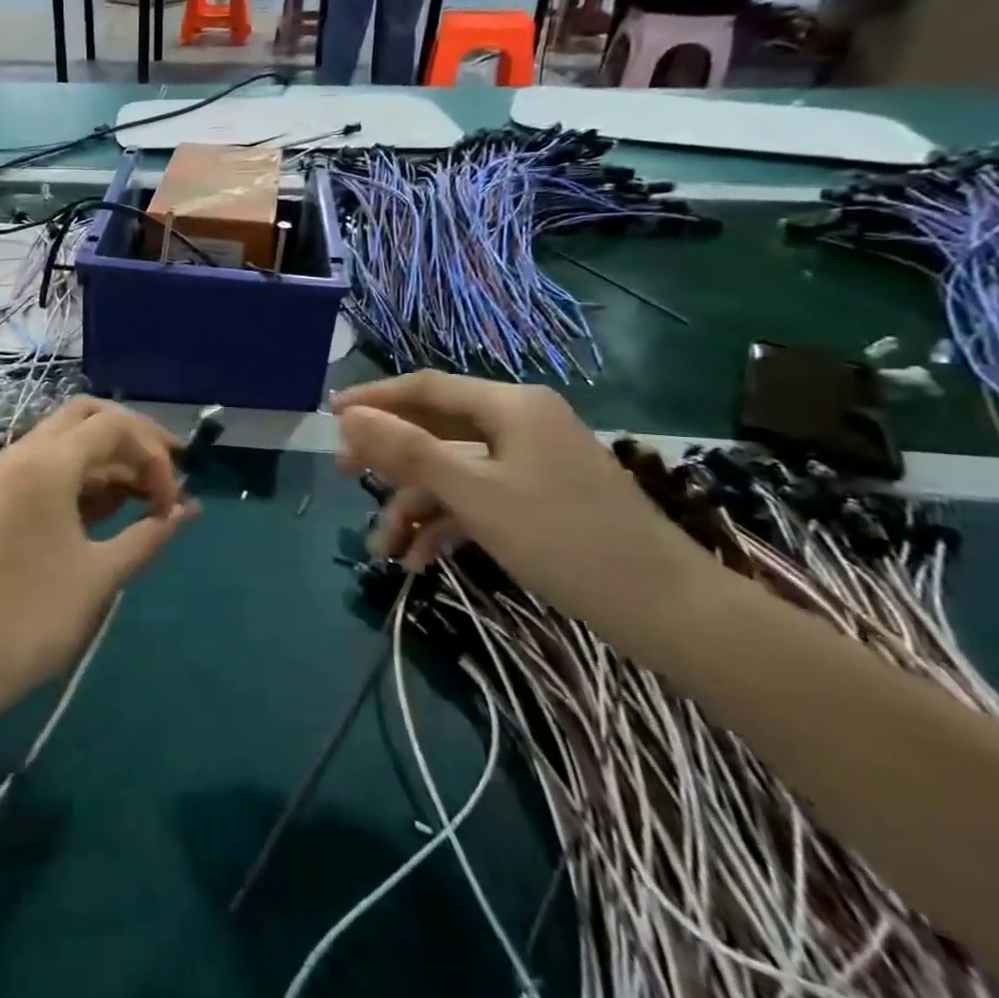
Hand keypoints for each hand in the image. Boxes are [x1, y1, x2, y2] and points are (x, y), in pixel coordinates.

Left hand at [0, 399, 197, 716]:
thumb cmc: (32, 617)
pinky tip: (113, 505)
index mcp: (46, 463)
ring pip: (67, 440)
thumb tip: (186, 511)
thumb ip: (148, 534)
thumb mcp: (100, 575)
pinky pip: (48, 466)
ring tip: (147, 497)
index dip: (155, 455)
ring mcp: (5, 473)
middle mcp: (22, 453)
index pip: (115, 427)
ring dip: (110, 458)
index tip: (173, 503)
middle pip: (88, 417)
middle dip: (133, 438)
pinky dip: (84, 476)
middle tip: (169, 471)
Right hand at [331, 373, 702, 622]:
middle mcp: (519, 423)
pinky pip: (478, 498)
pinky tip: (418, 560)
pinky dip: (447, 524)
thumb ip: (408, 451)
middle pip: (436, 428)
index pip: (426, 387)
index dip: (375, 398)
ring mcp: (530, 463)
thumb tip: (351, 416)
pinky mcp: (538, 499)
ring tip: (381, 549)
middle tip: (342, 474)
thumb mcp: (475, 494)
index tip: (331, 416)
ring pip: (453, 471)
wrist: (667, 611)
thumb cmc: (563, 538)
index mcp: (510, 405)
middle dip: (389, 458)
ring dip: (414, 506)